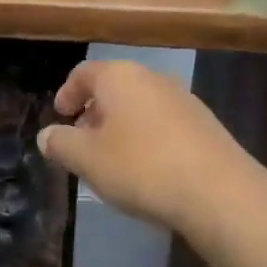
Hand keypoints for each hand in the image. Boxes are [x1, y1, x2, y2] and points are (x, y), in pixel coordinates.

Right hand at [37, 60, 249, 229]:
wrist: (219, 193)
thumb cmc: (142, 168)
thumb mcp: (87, 159)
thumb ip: (61, 144)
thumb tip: (47, 135)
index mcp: (119, 77)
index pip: (83, 74)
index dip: (67, 94)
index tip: (60, 116)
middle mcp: (151, 78)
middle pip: (113, 88)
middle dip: (94, 113)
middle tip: (82, 142)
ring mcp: (182, 99)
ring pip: (139, 106)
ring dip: (121, 127)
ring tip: (113, 160)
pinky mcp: (205, 124)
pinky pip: (163, 123)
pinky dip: (147, 138)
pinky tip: (147, 170)